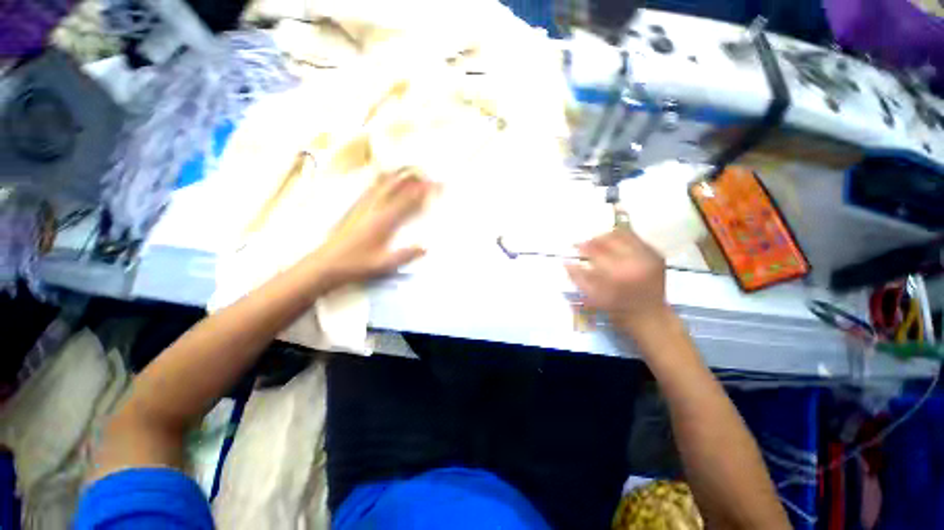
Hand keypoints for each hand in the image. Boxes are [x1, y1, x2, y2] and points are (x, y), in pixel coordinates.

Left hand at [307, 169, 435, 288]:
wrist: (325, 265)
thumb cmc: (356, 265)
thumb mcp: (384, 264)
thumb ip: (405, 255)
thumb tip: (425, 247)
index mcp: (384, 221)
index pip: (408, 201)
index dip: (423, 191)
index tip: (436, 184)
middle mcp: (374, 208)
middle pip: (396, 186)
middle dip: (412, 177)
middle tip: (425, 173)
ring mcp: (363, 206)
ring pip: (382, 184)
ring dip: (397, 175)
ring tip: (408, 170)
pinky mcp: (354, 208)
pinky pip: (370, 188)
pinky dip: (381, 180)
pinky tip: (382, 178)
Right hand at [565, 229, 672, 335]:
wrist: (648, 314)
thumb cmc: (616, 307)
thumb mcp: (593, 296)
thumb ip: (577, 278)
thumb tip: (566, 261)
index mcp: (616, 272)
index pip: (595, 250)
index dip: (583, 246)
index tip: (577, 246)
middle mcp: (634, 260)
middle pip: (609, 238)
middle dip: (595, 239)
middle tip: (588, 244)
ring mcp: (648, 256)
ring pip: (623, 234)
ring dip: (609, 237)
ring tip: (602, 243)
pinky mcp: (656, 255)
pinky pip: (636, 239)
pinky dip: (624, 239)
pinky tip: (617, 246)